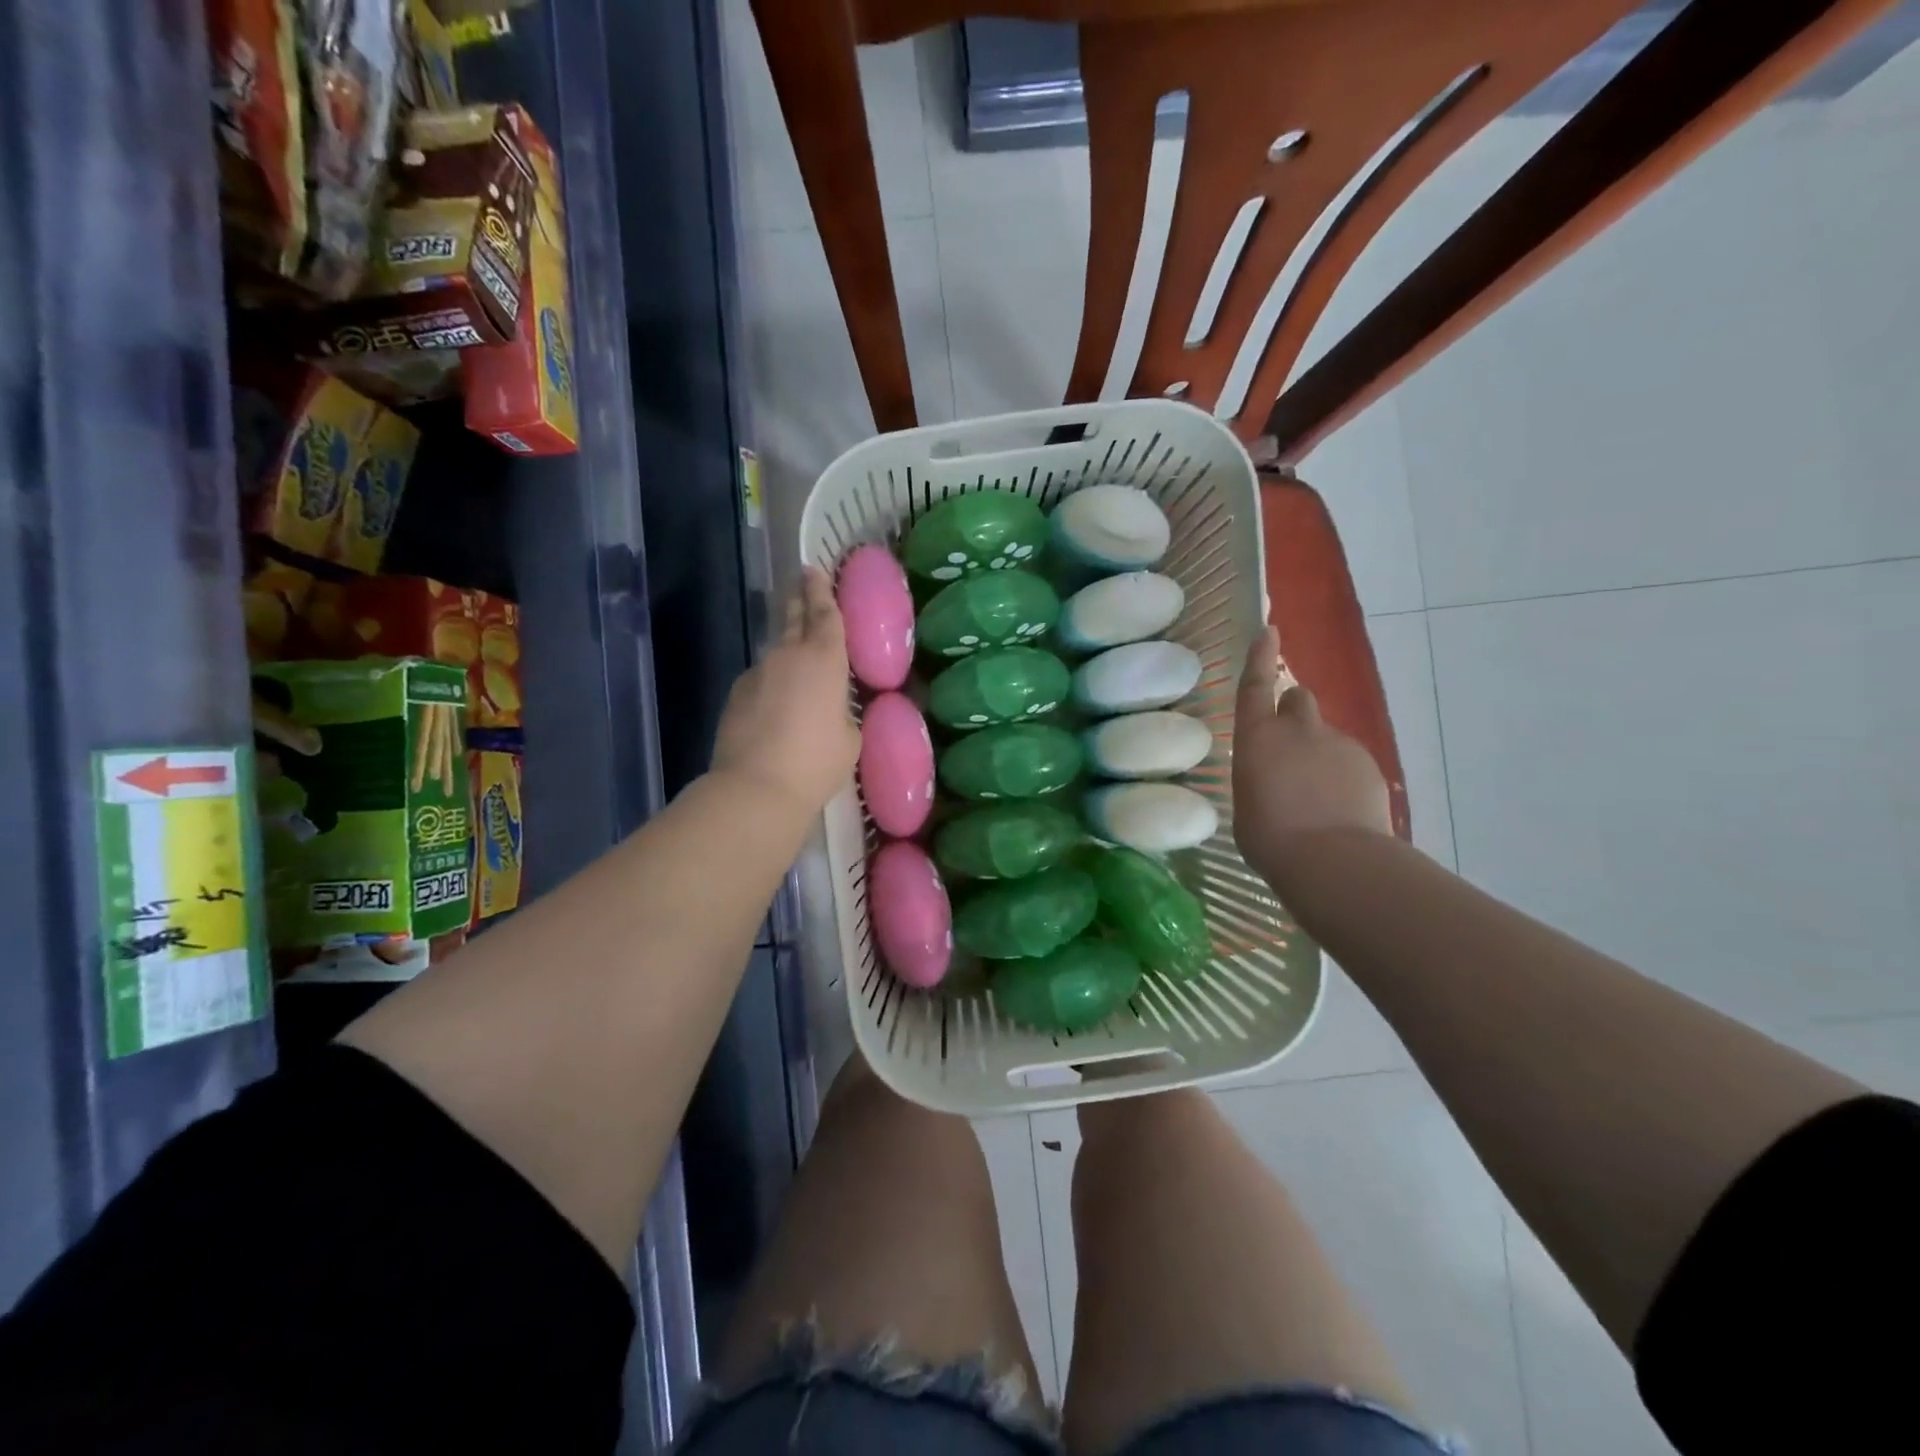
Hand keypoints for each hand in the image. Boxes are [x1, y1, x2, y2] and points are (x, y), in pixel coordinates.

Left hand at [711, 567, 860, 819]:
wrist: (755, 788)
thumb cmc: (816, 762)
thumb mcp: (850, 738)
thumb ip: (844, 713)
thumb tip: (834, 709)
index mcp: (824, 659)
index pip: (825, 613)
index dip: (822, 590)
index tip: (816, 570)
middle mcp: (787, 656)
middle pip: (792, 617)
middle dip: (799, 598)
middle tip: (802, 582)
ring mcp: (756, 674)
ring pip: (775, 652)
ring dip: (787, 651)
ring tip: (798, 665)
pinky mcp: (735, 696)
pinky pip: (760, 681)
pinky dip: (771, 684)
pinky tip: (777, 707)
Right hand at [1232, 626, 1391, 886]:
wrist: (1332, 859)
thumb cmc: (1270, 838)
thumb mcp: (1247, 806)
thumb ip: (1259, 779)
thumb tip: (1272, 779)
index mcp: (1257, 738)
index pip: (1255, 686)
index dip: (1260, 657)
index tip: (1270, 631)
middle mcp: (1298, 730)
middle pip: (1299, 698)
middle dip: (1293, 711)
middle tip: (1290, 745)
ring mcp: (1338, 744)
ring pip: (1326, 735)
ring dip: (1319, 752)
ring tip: (1316, 796)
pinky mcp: (1368, 765)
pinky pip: (1350, 760)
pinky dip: (1343, 775)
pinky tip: (1340, 809)